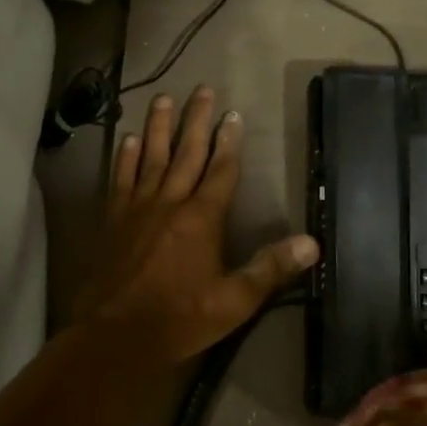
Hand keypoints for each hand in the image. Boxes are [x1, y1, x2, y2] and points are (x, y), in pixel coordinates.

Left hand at [73, 85, 318, 362]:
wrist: (116, 335)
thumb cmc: (180, 318)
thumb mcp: (235, 300)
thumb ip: (271, 268)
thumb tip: (312, 243)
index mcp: (202, 218)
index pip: (221, 170)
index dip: (229, 141)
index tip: (233, 114)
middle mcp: (170, 202)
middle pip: (186, 152)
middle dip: (196, 120)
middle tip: (202, 89)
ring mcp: (138, 207)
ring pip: (150, 156)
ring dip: (158, 127)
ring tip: (163, 99)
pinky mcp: (113, 218)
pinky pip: (121, 178)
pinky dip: (125, 156)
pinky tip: (127, 139)